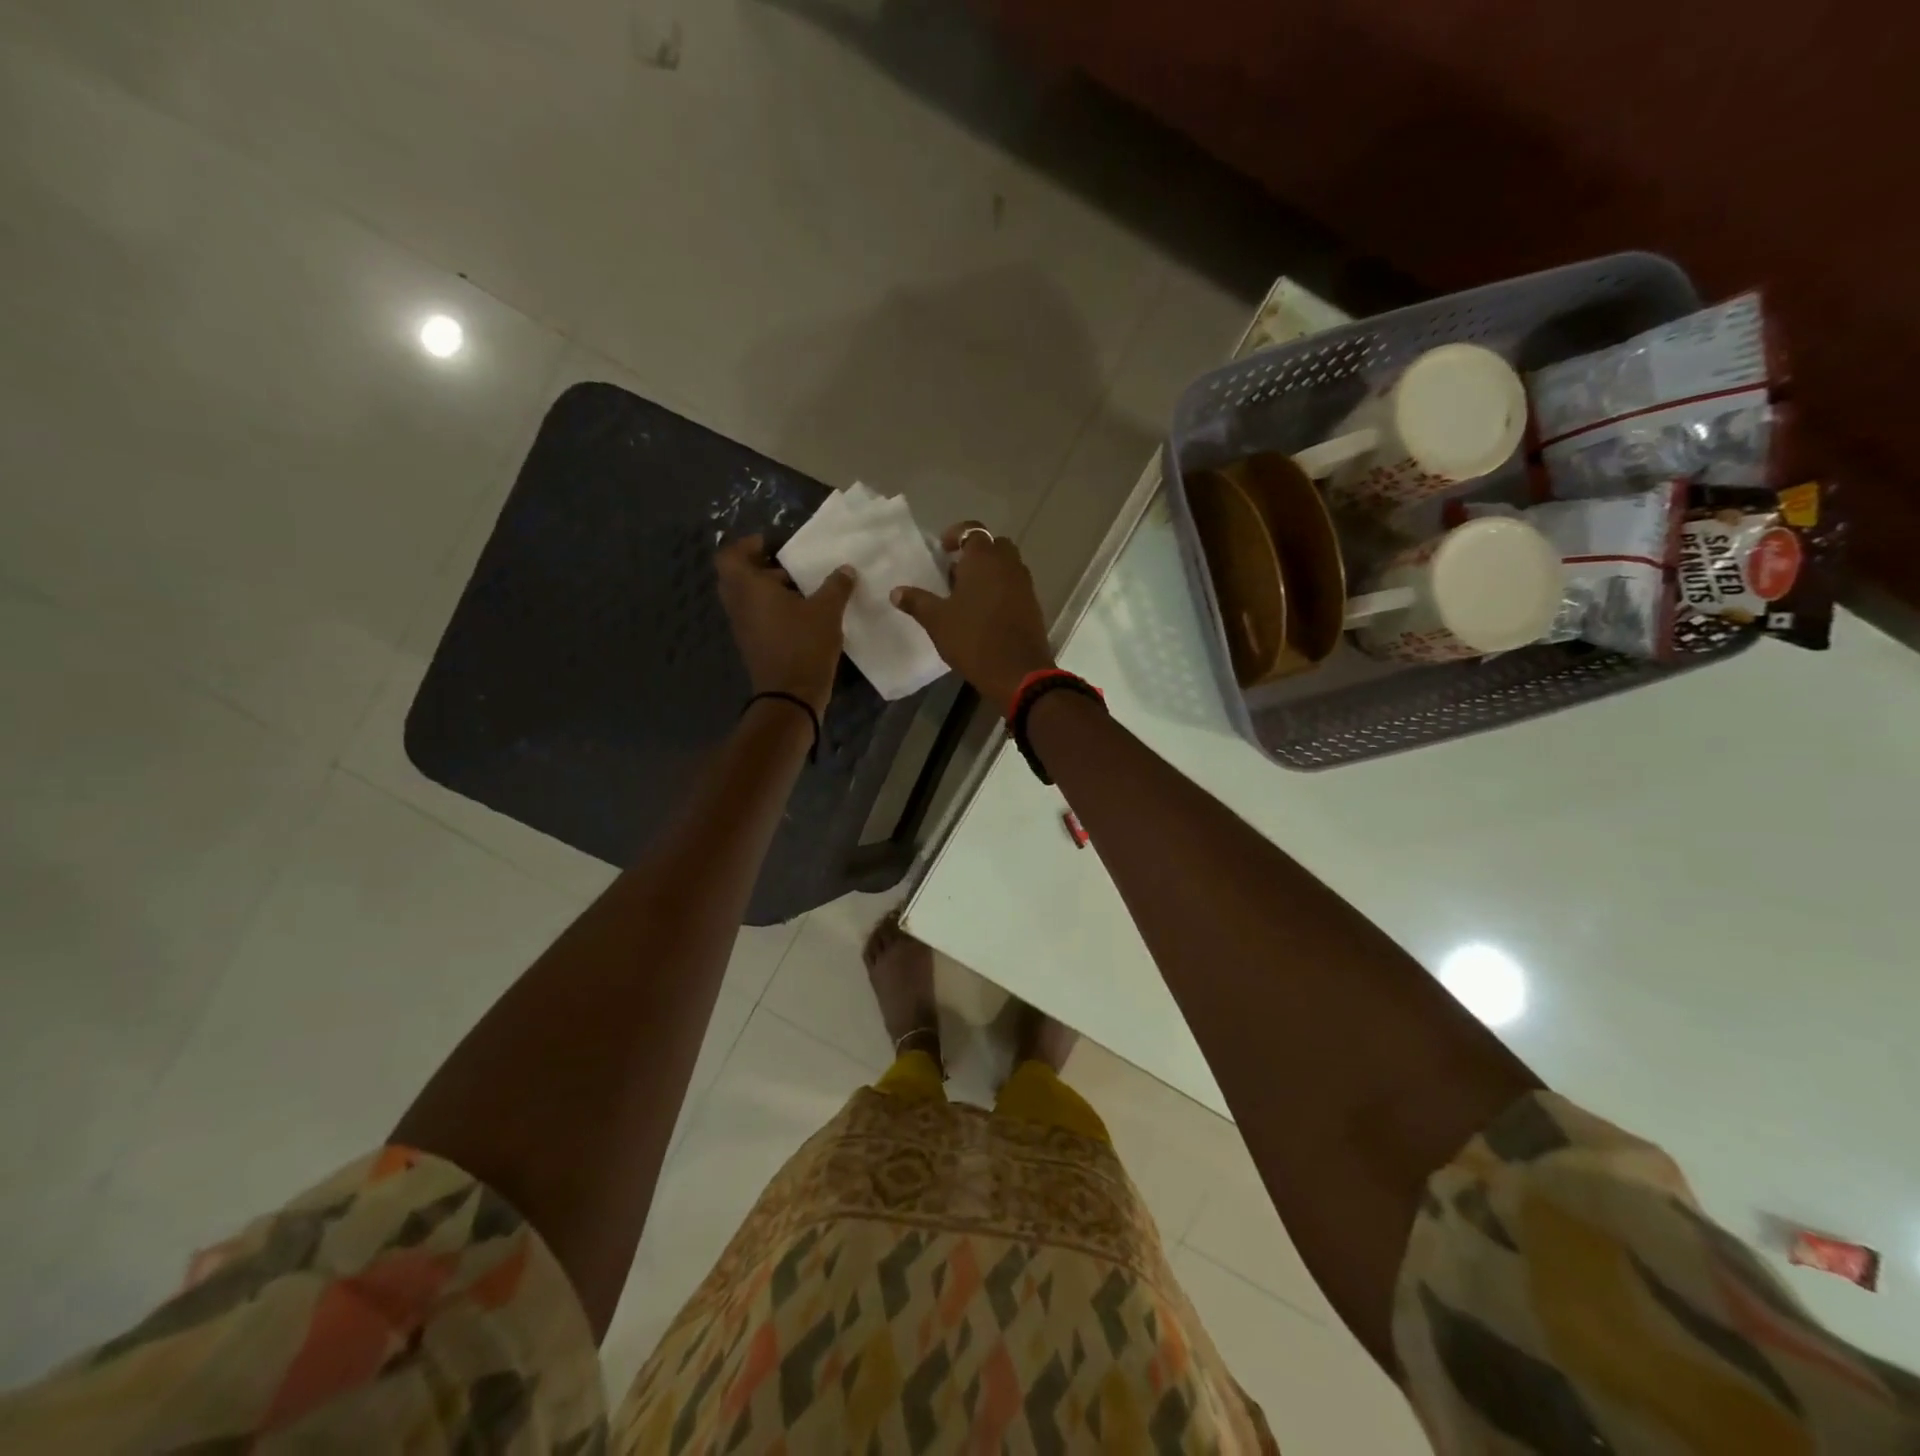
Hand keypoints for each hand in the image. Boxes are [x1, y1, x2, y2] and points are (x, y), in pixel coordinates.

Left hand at [715, 535, 856, 714]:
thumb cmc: (805, 645)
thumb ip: (836, 586)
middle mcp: (739, 605)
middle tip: (786, 565)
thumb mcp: (827, 611)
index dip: (746, 545)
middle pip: (736, 576)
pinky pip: (755, 616)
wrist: (791, 696)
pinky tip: (800, 614)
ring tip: (800, 589)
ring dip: (766, 589)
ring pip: (746, 597)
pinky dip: (770, 609)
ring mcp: (743, 627)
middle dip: (758, 566)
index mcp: (749, 588)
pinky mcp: (753, 644)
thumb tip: (845, 570)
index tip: (771, 544)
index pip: (729, 556)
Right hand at [891, 521, 1054, 709]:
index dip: (956, 535)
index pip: (972, 530)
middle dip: (975, 554)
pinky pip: (1014, 587)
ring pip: (1006, 567)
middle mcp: (1008, 564)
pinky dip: (1001, 590)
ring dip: (989, 573)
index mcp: (984, 559)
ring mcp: (1024, 585)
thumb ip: (917, 602)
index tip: (943, 549)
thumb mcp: (937, 621)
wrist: (1017, 672)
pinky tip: (984, 613)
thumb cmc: (973, 639)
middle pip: (993, 546)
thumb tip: (895, 591)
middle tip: (955, 573)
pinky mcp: (1033, 605)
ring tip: (967, 596)